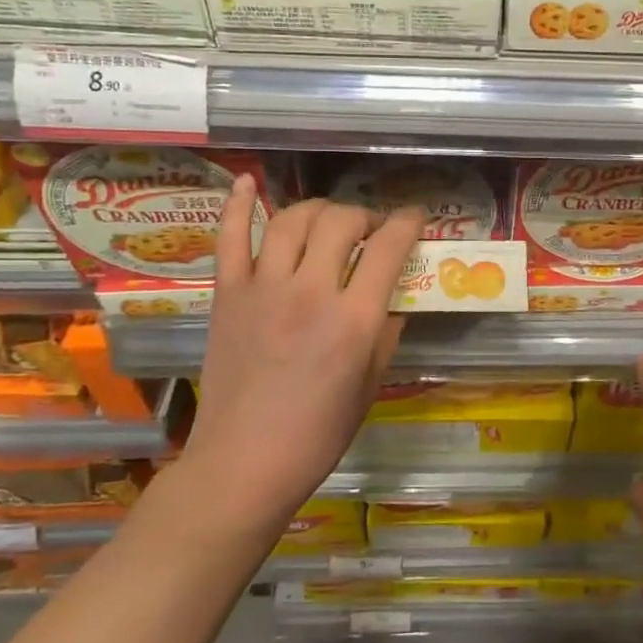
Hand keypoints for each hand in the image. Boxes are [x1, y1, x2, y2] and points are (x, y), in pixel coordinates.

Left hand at [179, 178, 423, 544]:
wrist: (244, 462)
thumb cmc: (318, 433)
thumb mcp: (372, 384)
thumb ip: (387, 331)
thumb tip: (393, 295)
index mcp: (354, 319)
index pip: (390, 247)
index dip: (408, 223)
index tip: (415, 217)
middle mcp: (310, 292)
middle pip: (342, 221)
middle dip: (365, 215)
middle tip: (371, 230)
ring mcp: (263, 288)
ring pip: (293, 219)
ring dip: (319, 209)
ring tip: (329, 220)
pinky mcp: (227, 294)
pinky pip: (230, 237)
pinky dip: (237, 204)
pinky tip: (247, 180)